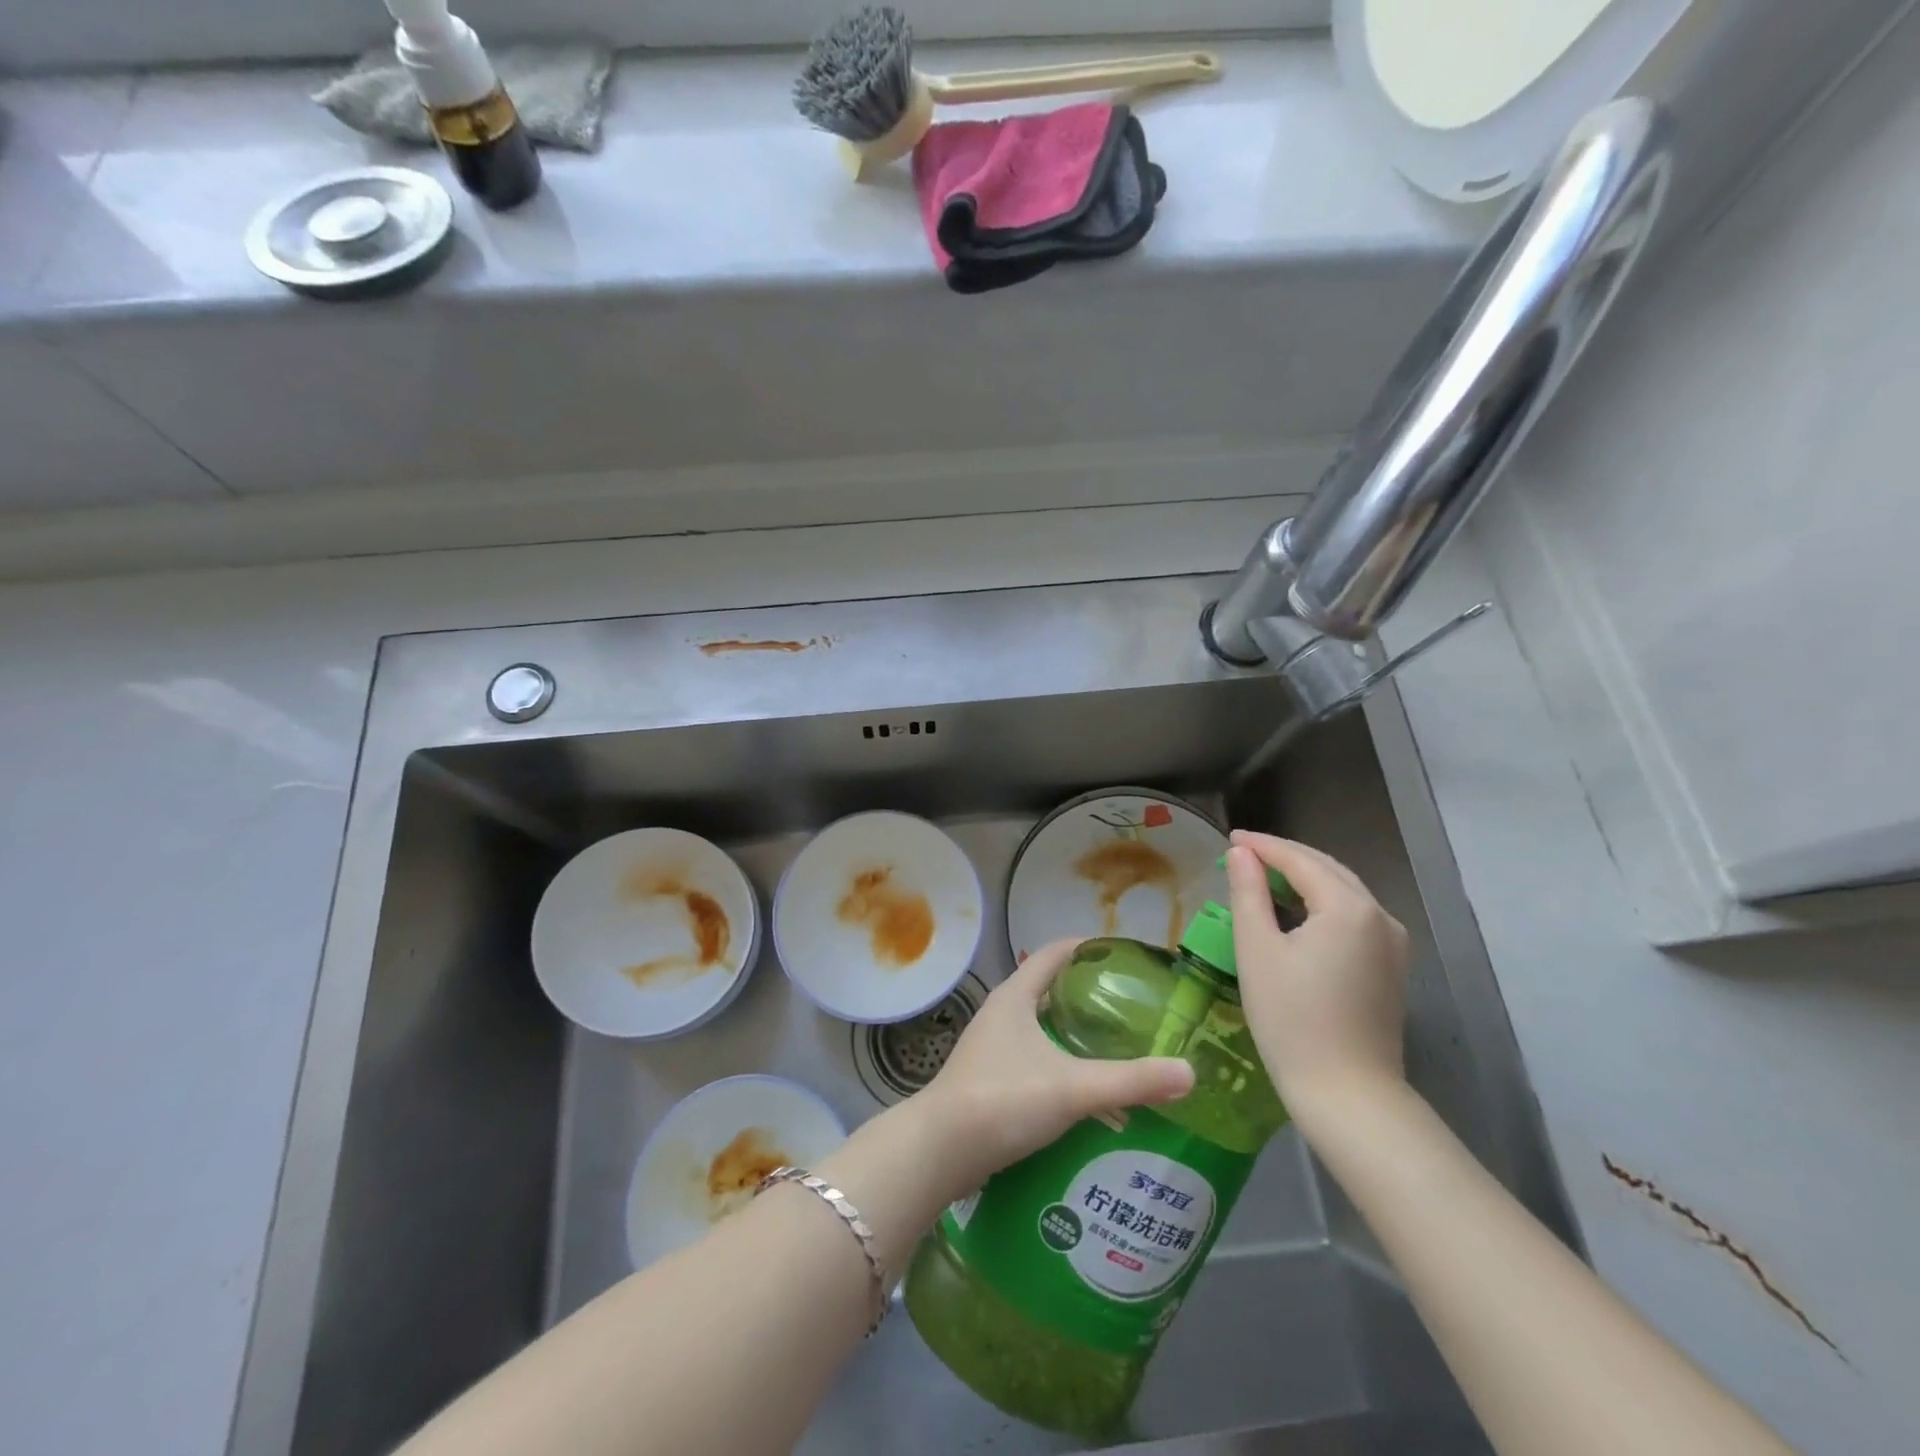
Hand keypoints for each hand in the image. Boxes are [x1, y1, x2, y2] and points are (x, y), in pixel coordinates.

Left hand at [915, 938, 1195, 1198]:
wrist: (940, 1150)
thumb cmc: (1004, 1099)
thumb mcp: (1073, 1087)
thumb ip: (1131, 1081)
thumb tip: (1190, 1073)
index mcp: (1015, 997)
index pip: (1053, 954)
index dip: (1087, 948)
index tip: (1124, 955)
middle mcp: (1001, 1014)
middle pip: (1050, 991)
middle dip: (1089, 998)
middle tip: (1133, 1008)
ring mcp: (992, 1048)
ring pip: (1043, 1032)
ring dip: (1076, 1039)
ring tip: (1119, 1052)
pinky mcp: (990, 1081)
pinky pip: (1036, 1063)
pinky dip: (1063, 1070)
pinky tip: (1089, 1102)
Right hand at [1225, 831, 1410, 1137]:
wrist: (1347, 1094)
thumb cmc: (1292, 1020)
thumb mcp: (1257, 950)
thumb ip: (1248, 893)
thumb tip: (1242, 853)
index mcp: (1348, 907)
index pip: (1300, 859)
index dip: (1263, 846)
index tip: (1230, 838)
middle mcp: (1380, 916)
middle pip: (1328, 869)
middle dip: (1285, 857)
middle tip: (1243, 854)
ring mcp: (1393, 943)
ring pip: (1344, 892)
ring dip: (1305, 878)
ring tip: (1264, 878)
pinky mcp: (1392, 967)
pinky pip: (1354, 916)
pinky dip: (1323, 903)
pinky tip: (1297, 912)